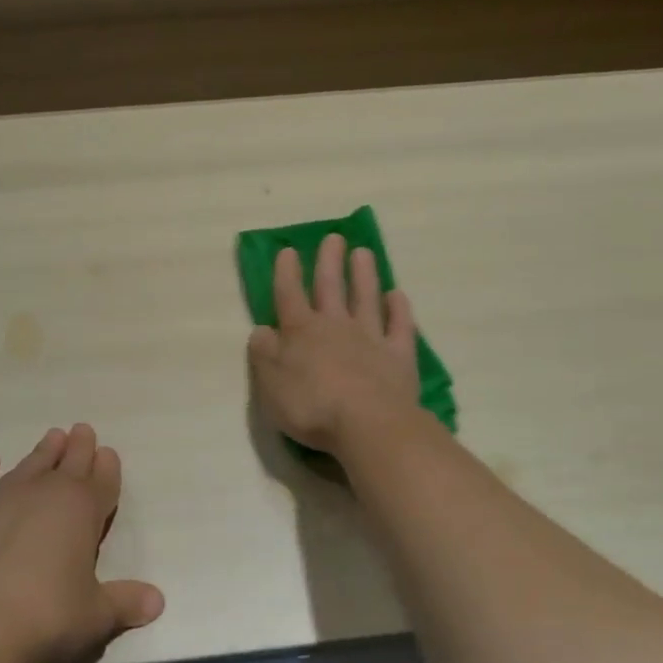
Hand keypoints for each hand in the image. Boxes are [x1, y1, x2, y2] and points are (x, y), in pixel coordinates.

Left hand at [0, 424, 164, 662]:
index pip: (101, 480)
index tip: (108, 453)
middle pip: (67, 462)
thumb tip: (157, 601)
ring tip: (52, 439)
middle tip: (82, 432)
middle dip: (79, 447)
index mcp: (81, 509)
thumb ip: (125, 603)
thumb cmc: (45, 619)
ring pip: (27, 464)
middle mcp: (42, 492)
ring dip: (42, 451)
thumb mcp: (96, 617)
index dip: (107, 467)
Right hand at [247, 234, 420, 455]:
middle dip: (329, 261)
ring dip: (364, 275)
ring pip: (366, 298)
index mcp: (301, 331)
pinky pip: (400, 326)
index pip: (289, 294)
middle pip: (330, 287)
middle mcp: (336, 326)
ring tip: (363, 252)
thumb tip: (262, 330)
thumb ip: (263, 353)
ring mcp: (371, 338)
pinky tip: (397, 295)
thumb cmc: (311, 406)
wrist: (367, 424)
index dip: (286, 272)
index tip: (288, 250)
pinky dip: (399, 309)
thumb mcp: (270, 383)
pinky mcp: (399, 356)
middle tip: (333, 237)